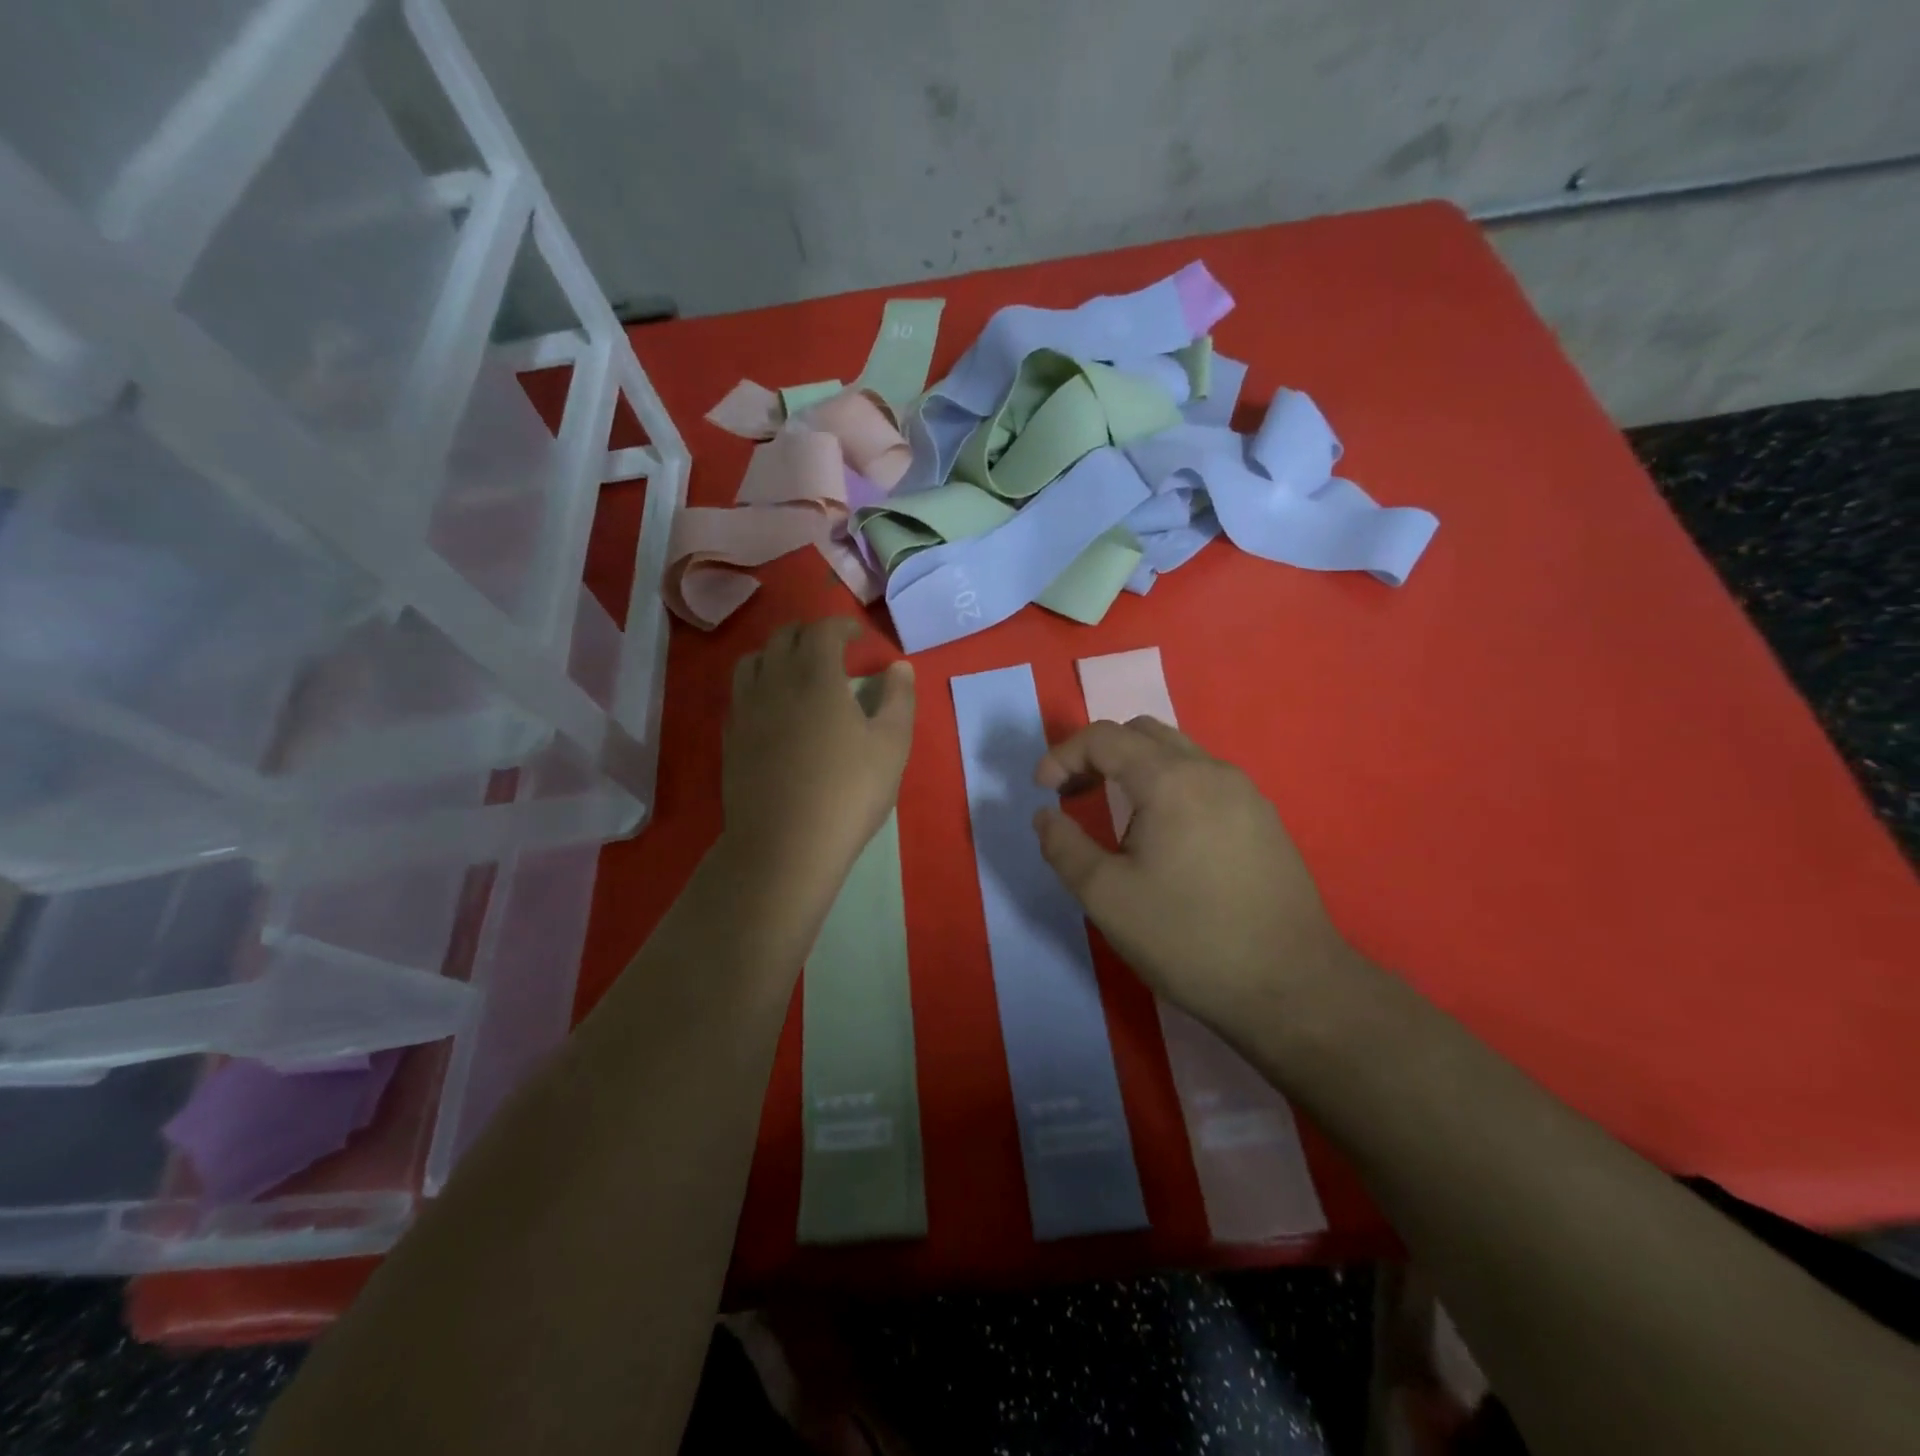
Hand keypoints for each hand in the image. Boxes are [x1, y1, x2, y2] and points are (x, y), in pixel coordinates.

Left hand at [724, 618, 914, 882]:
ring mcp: (745, 710)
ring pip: (752, 660)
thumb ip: (899, 699)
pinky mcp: (731, 738)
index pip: (822, 629)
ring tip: (796, 670)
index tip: (858, 635)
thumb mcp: (892, 745)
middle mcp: (774, 681)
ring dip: (777, 653)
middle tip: (832, 647)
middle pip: (783, 637)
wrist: (784, 845)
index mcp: (815, 676)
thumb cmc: (848, 792)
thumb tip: (899, 666)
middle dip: (809, 633)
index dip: (842, 625)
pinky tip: (774, 707)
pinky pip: (740, 693)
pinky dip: (759, 684)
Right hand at [1032, 718, 1356, 1034]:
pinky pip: (1205, 780)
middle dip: (1098, 754)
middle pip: (1143, 733)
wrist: (1290, 987)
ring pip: (1178, 754)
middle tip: (1073, 794)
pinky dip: (1169, 786)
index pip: (1105, 737)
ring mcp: (1246, 793)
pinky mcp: (1265, 820)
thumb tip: (1045, 816)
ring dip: (1135, 768)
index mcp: (1171, 780)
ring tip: (1116, 814)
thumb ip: (1063, 847)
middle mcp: (1212, 771)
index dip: (1063, 756)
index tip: (1041, 791)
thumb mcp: (1106, 897)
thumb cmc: (1188, 938)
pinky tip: (1165, 835)